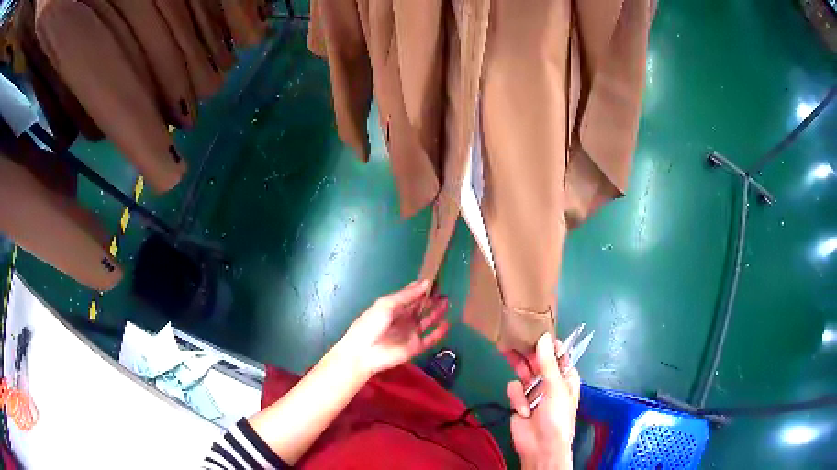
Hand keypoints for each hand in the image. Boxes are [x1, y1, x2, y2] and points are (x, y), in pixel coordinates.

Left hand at [341, 280, 449, 377]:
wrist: (364, 353)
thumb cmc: (371, 325)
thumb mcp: (386, 305)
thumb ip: (406, 295)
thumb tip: (424, 283)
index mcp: (393, 308)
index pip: (410, 296)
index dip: (420, 289)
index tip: (433, 280)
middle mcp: (403, 319)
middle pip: (420, 307)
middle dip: (431, 299)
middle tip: (444, 290)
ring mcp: (410, 333)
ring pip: (427, 321)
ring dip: (436, 312)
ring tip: (447, 302)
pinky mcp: (415, 347)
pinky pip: (430, 339)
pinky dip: (439, 333)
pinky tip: (447, 324)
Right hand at [506, 333, 580, 469]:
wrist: (540, 447)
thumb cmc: (557, 416)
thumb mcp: (555, 388)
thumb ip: (548, 363)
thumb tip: (543, 336)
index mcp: (566, 376)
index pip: (557, 353)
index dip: (547, 342)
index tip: (535, 326)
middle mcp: (550, 380)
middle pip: (537, 360)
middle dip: (527, 352)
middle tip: (514, 335)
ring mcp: (534, 390)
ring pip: (522, 371)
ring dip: (519, 371)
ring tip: (507, 353)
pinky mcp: (519, 401)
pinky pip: (514, 389)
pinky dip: (517, 399)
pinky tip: (522, 410)